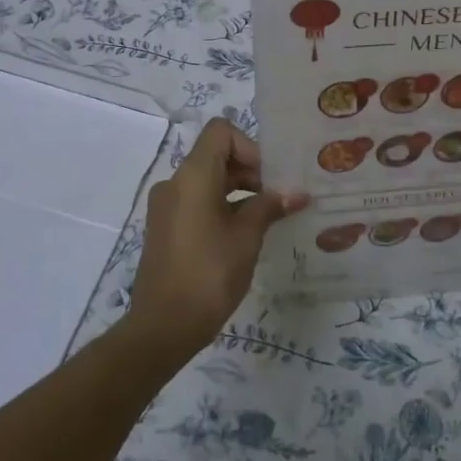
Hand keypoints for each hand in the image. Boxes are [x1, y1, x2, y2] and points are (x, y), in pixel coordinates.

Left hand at [126, 119, 309, 357]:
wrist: (163, 327)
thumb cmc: (209, 274)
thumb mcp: (247, 237)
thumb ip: (270, 207)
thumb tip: (296, 193)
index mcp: (192, 176)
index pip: (221, 132)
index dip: (250, 146)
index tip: (270, 177)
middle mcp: (175, 183)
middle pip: (216, 156)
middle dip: (250, 171)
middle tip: (279, 198)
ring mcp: (166, 207)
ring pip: (207, 181)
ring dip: (239, 190)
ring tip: (268, 217)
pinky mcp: (165, 228)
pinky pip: (197, 202)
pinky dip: (222, 207)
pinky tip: (245, 235)